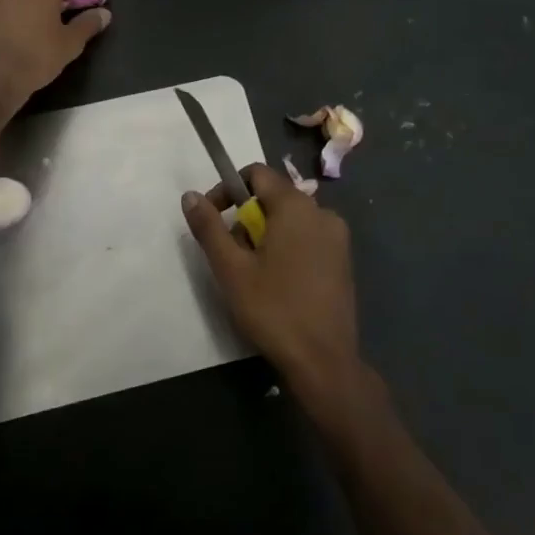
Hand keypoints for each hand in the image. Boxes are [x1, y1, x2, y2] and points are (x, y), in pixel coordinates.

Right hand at [183, 164, 368, 410]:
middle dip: (246, 219)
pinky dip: (287, 248)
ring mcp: (337, 237)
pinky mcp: (343, 261)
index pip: (256, 174)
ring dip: (265, 235)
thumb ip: (209, 227)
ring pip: (290, 220)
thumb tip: (190, 195)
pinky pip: (308, 238)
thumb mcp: (231, 269)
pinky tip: (277, 283)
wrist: (324, 361)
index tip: (213, 219)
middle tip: (232, 257)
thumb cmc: (273, 309)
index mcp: (295, 206)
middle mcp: (322, 212)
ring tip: (252, 274)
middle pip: (273, 197)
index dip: (228, 190)